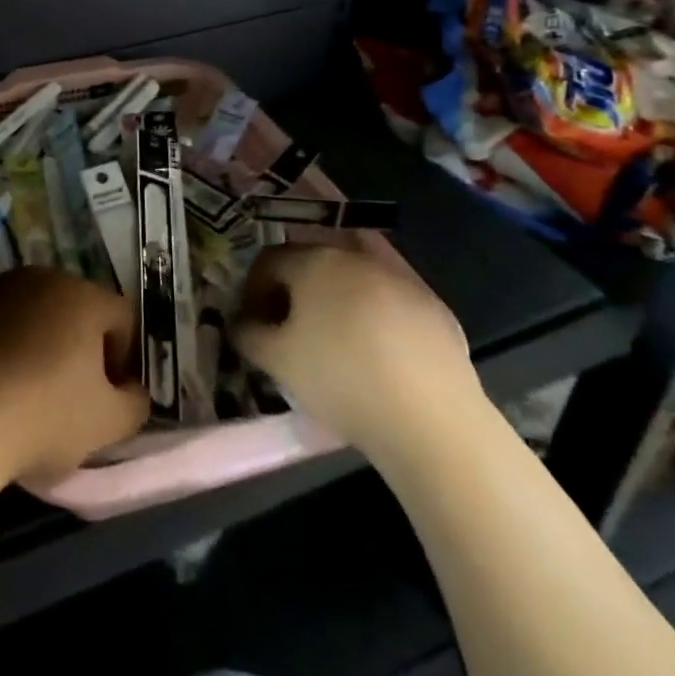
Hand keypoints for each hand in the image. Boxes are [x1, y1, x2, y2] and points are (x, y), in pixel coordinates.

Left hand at [0, 268, 148, 485]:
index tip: (111, 398)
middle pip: (79, 311)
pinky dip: (10, 347)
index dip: (125, 360)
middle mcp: (42, 278)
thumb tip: (132, 391)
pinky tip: (1, 386)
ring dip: (46, 345)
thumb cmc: (44, 417)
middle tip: (77, 396)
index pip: (123, 319)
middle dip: (85, 348)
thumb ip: (136, 403)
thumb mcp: (109, 423)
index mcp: (83, 294)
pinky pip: (3, 324)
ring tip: (35, 391)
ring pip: (39, 315)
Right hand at [231, 238, 480, 461]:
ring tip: (333, 332)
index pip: (269, 260)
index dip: (254, 289)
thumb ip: (247, 333)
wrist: (430, 419)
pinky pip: (391, 295)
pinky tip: (376, 344)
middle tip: (289, 327)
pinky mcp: (434, 304)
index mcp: (313, 260)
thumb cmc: (340, 380)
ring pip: (354, 273)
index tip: (253, 323)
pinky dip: (375, 308)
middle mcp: (354, 256)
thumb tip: (241, 322)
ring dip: (336, 293)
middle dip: (294, 287)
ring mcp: (399, 277)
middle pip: (311, 259)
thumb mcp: (276, 361)